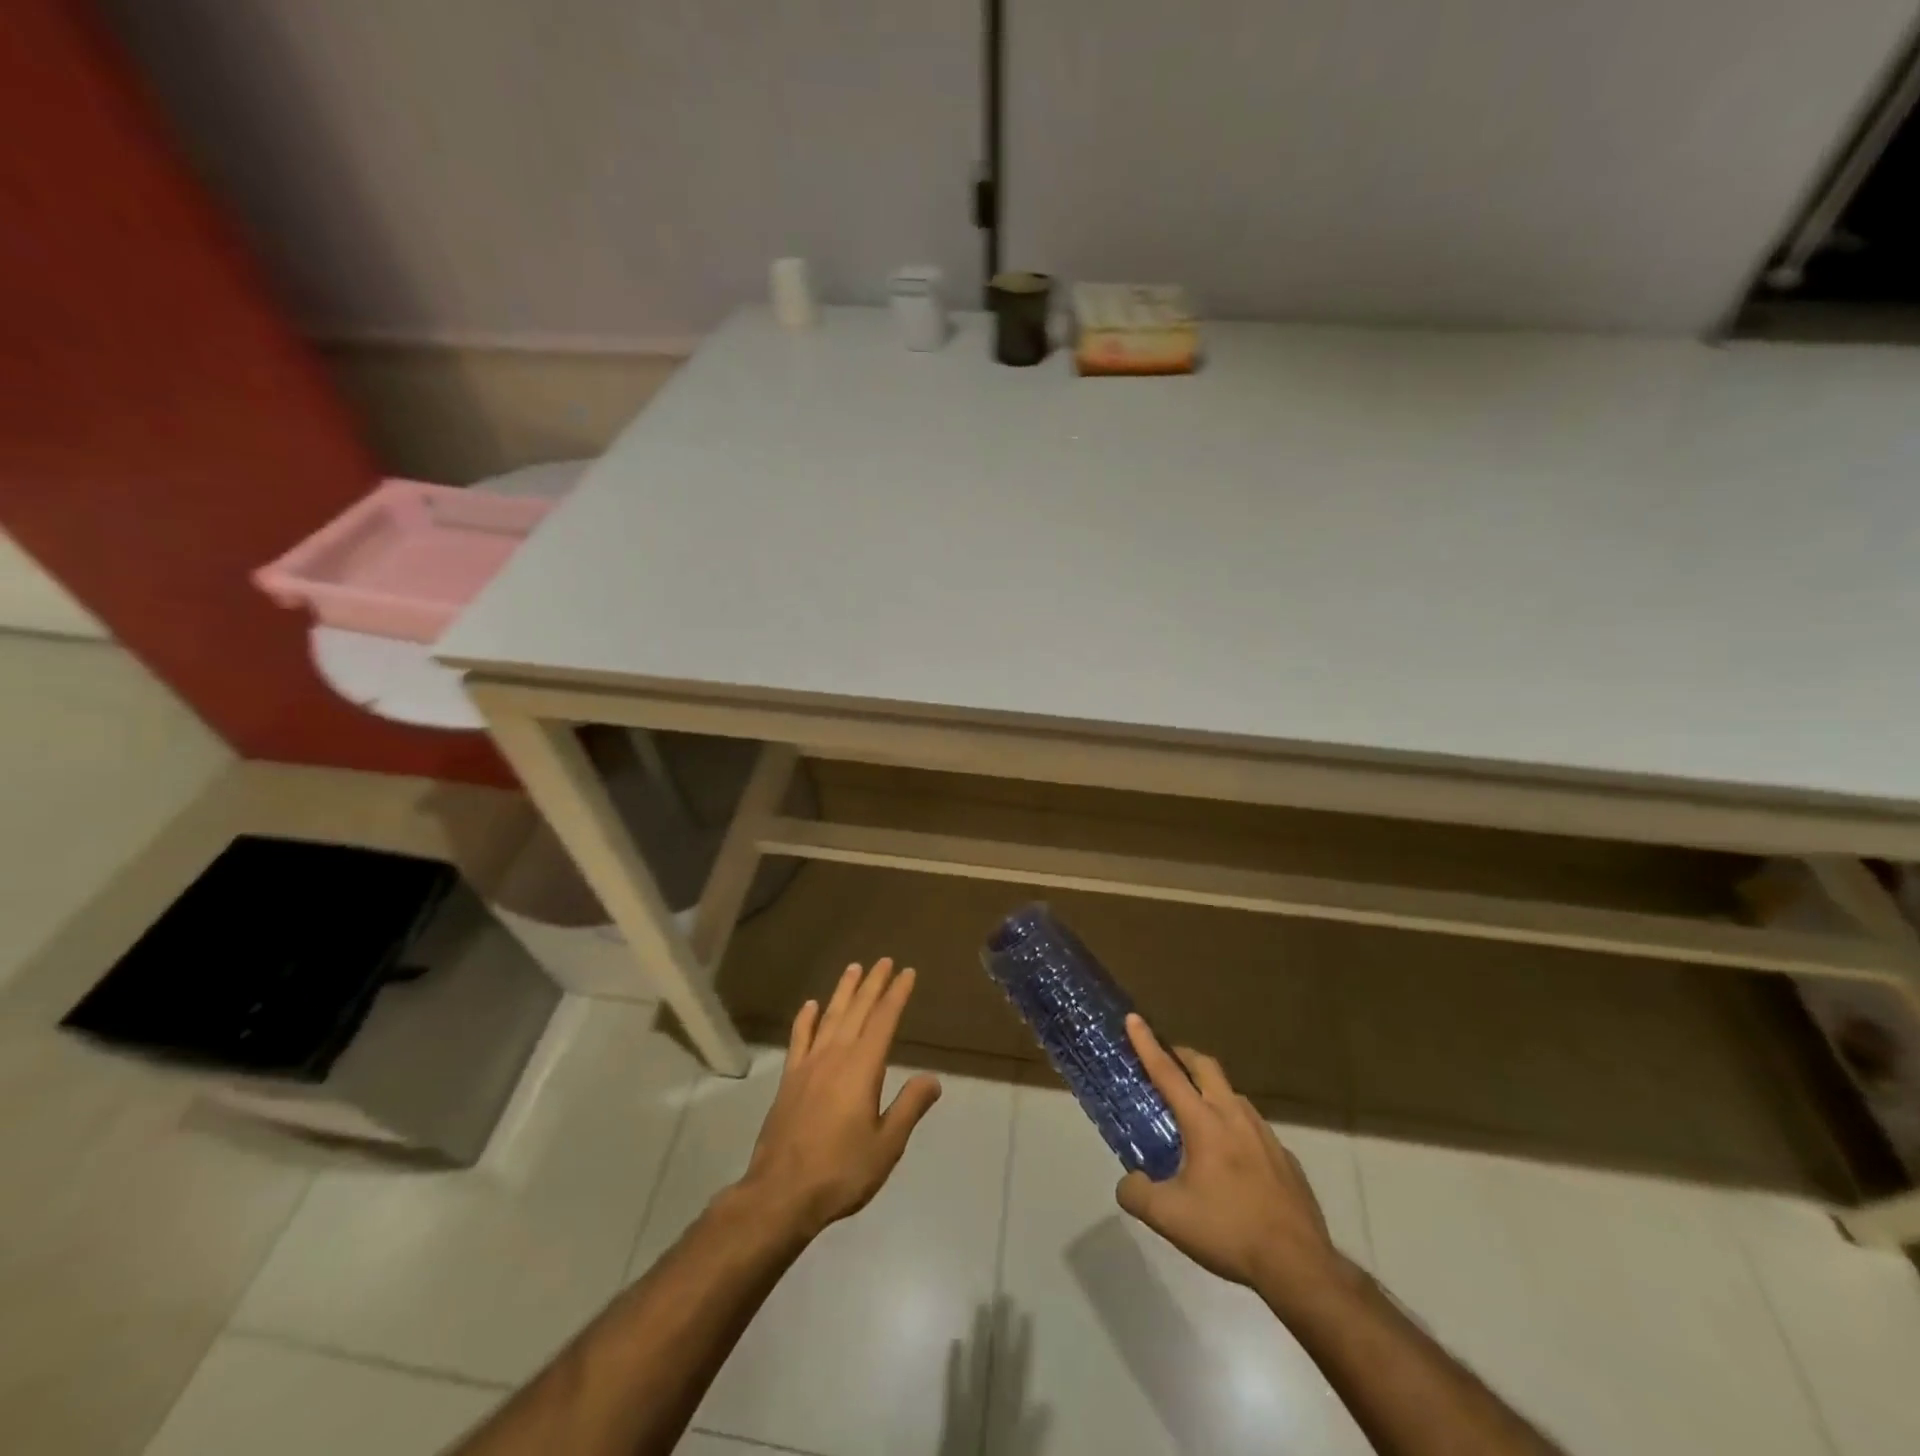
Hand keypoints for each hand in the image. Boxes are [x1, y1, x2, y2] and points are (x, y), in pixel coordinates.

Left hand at [734, 959, 941, 1238]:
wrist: (781, 1194)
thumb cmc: (841, 1171)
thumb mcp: (887, 1145)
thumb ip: (910, 1107)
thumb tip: (933, 1078)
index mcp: (862, 1068)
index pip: (884, 1021)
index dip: (897, 995)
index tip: (907, 973)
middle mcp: (835, 1056)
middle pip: (857, 1010)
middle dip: (873, 984)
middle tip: (884, 960)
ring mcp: (808, 1065)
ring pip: (829, 1017)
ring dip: (843, 992)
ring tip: (853, 968)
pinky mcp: (789, 1080)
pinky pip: (799, 1039)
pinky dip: (805, 1020)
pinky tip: (810, 1006)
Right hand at [1115, 1015, 1350, 1309]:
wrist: (1299, 1265)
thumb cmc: (1229, 1231)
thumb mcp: (1168, 1218)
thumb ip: (1137, 1194)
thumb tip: (1128, 1181)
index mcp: (1204, 1122)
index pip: (1167, 1072)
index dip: (1146, 1043)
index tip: (1134, 1018)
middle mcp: (1234, 1116)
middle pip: (1206, 1067)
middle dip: (1182, 1055)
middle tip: (1167, 1060)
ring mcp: (1265, 1134)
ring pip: (1232, 1095)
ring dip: (1210, 1090)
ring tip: (1197, 1113)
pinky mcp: (1285, 1157)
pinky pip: (1253, 1127)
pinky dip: (1234, 1125)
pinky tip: (1232, 1158)